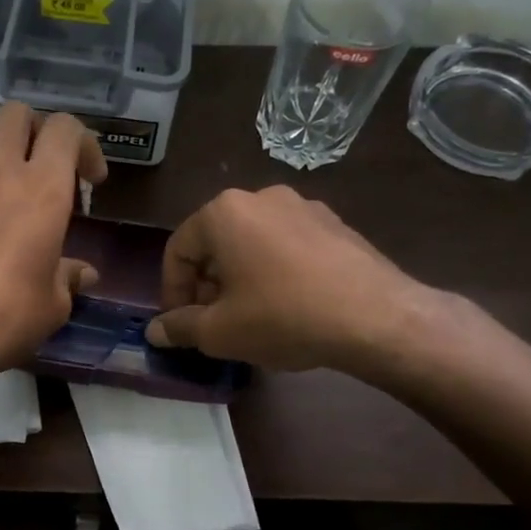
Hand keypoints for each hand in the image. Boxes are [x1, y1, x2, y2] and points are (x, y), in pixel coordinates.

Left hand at [0, 103, 107, 397]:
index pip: (65, 129)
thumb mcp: (52, 306)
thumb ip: (68, 278)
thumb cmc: (3, 318)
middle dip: (36, 130)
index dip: (84, 145)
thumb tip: (81, 274)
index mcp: (41, 188)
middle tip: (46, 167)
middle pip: (16, 114)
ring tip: (6, 185)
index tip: (90, 181)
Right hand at [144, 186, 434, 375]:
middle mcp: (261, 197)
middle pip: (216, 243)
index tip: (180, 325)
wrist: (376, 317)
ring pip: (252, 243)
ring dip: (240, 277)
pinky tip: (289, 305)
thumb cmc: (283, 317)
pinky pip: (288, 245)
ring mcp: (304, 206)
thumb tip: (154, 332)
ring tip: (250, 316)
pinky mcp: (335, 223)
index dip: (172, 291)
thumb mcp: (220, 331)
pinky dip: (275, 270)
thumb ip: (180, 327)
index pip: (178, 250)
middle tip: (212, 322)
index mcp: (224, 213)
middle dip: (206, 284)